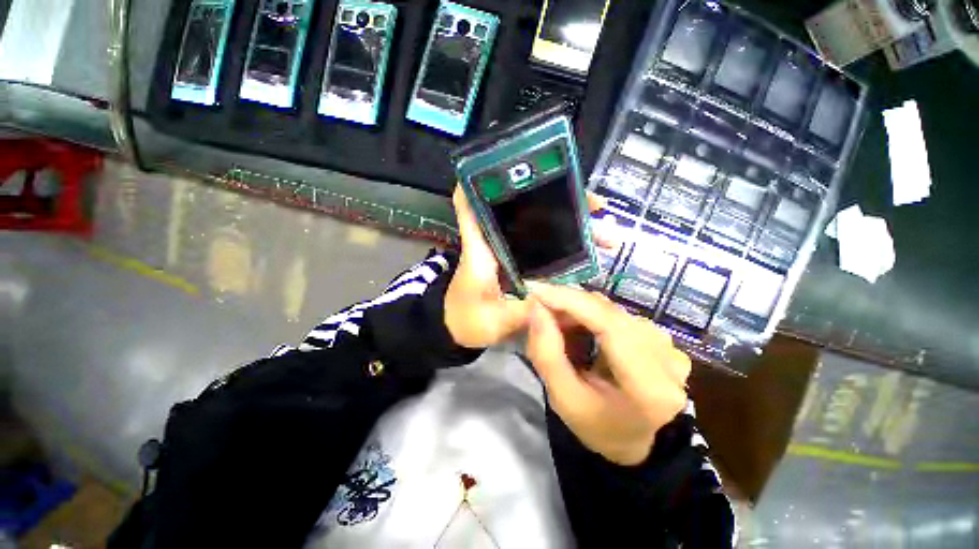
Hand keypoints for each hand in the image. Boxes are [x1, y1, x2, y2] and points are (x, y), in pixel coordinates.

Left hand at [445, 186, 615, 348]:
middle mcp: (494, 242)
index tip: (508, 164)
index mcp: (479, 248)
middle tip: (593, 205)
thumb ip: (517, 313)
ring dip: (566, 220)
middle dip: (554, 199)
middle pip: (520, 209)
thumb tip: (549, 302)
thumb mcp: (491, 320)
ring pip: (536, 225)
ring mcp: (508, 252)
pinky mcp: (517, 263)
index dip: (480, 180)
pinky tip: (586, 247)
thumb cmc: (465, 321)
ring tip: (601, 225)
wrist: (458, 330)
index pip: (471, 205)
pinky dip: (561, 241)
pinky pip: (541, 245)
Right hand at [526, 283, 690, 465]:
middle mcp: (667, 359)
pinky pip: (618, 313)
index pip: (610, 326)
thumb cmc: (597, 426)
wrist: (633, 441)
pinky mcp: (661, 338)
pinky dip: (590, 313)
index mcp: (649, 388)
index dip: (571, 302)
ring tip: (555, 322)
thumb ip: (546, 354)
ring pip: (612, 309)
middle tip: (538, 307)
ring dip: (578, 309)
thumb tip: (536, 308)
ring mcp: (668, 345)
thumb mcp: (563, 398)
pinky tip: (576, 326)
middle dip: (568, 303)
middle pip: (610, 313)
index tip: (537, 291)